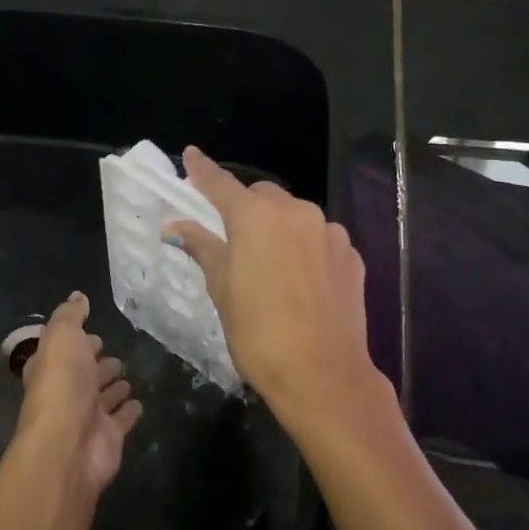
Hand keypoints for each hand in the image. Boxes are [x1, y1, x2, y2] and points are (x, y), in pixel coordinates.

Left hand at [15, 291, 140, 493]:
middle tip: (114, 355)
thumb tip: (78, 296)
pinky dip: (129, 411)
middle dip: (98, 364)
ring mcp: (89, 416)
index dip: (78, 343)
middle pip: (85, 374)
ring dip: (114, 386)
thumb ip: (70, 316)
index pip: (65, 351)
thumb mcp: (61, 337)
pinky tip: (140, 403)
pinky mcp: (109, 436)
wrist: (68, 444)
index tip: (95, 334)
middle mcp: (67, 392)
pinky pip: (122, 419)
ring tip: (128, 375)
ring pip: (103, 397)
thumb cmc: (61, 384)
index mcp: (51, 368)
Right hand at [163, 147, 385, 435]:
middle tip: (232, 239)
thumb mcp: (222, 291)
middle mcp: (295, 212)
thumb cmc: (258, 333)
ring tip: (270, 266)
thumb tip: (177, 228)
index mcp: (255, 217)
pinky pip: (319, 239)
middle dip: (245, 208)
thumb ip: (204, 249)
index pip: (221, 184)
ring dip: (278, 228)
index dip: (203, 171)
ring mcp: (329, 232)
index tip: (191, 155)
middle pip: (262, 197)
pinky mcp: (351, 255)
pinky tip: (300, 280)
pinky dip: (304, 247)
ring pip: (295, 216)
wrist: (323, 374)